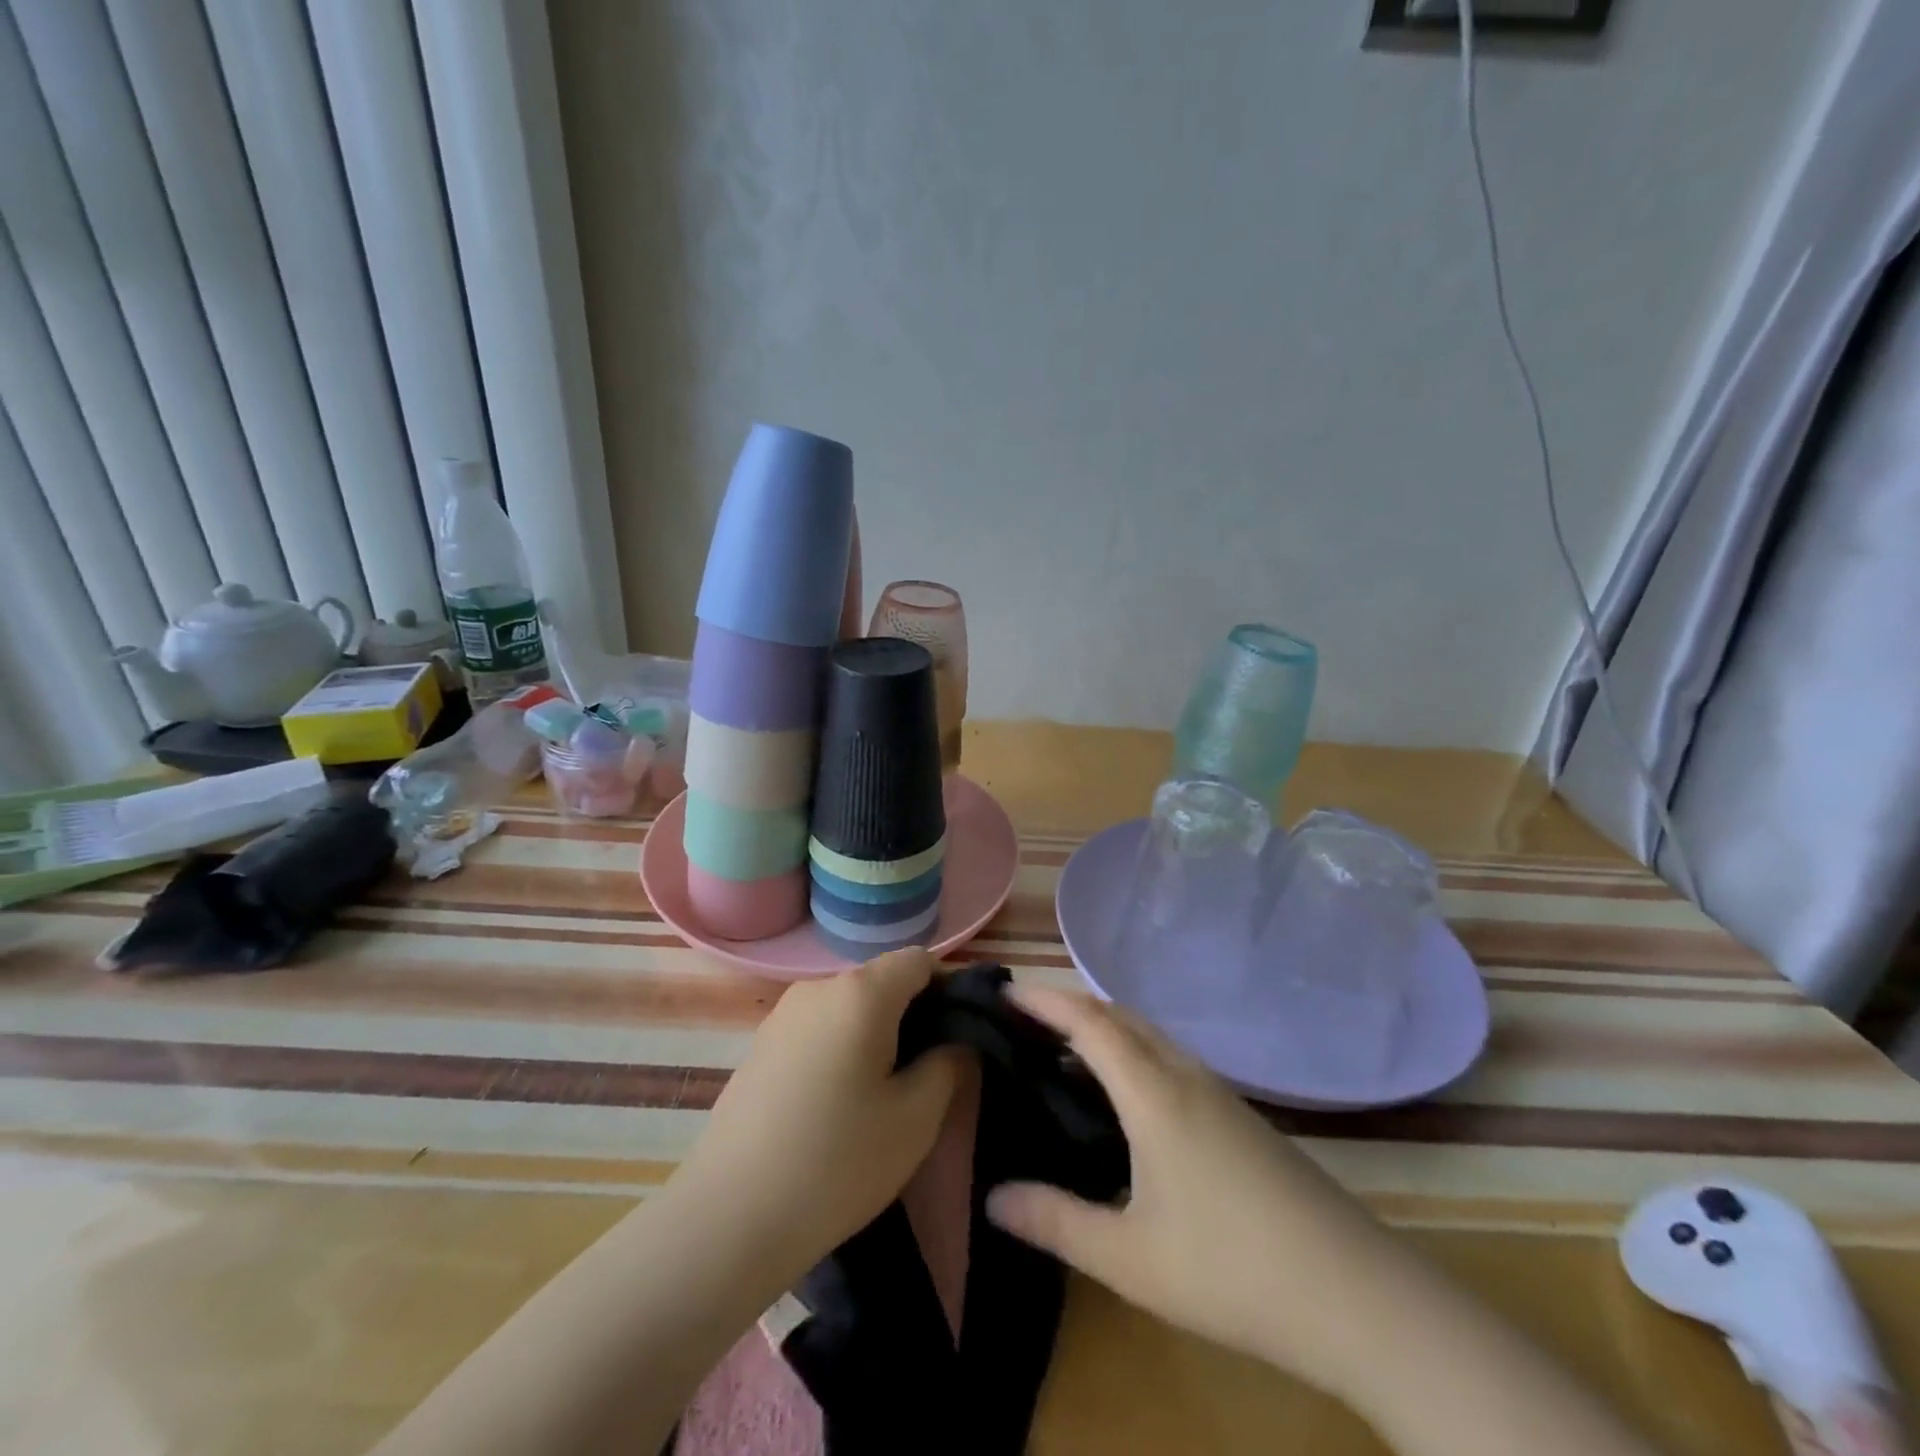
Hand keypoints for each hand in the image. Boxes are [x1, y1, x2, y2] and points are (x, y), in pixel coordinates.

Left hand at [667, 949, 963, 1286]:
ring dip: (875, 1035)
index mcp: (861, 992)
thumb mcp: (916, 1118)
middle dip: (912, 1016)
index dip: (948, 990)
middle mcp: (818, 987)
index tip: (957, 1037)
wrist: (728, 1219)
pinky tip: (835, 1106)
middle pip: (882, 981)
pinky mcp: (759, 1045)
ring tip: (880, 1096)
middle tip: (925, 1075)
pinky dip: (840, 1049)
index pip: (919, 961)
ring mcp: (782, 1015)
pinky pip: (818, 1029)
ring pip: (849, 1007)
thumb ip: (949, 1063)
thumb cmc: (837, 1163)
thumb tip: (954, 1040)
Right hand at [985, 987, 1406, 1395]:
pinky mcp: (1240, 1115)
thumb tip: (992, 1197)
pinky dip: (1133, 1050)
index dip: (1044, 1001)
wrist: (1357, 1295)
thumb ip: (1056, 1222)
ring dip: (1104, 1026)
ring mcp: (1219, 1092)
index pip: (1089, 1023)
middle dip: (1070, 1005)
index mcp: (1154, 1093)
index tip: (1005, 993)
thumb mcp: (1130, 1258)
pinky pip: (1170, 1057)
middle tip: (1026, 1020)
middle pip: (1120, 1015)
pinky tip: (1128, 1095)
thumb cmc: (1232, 1270)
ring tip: (1066, 1050)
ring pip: (1150, 1034)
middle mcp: (1185, 1075)